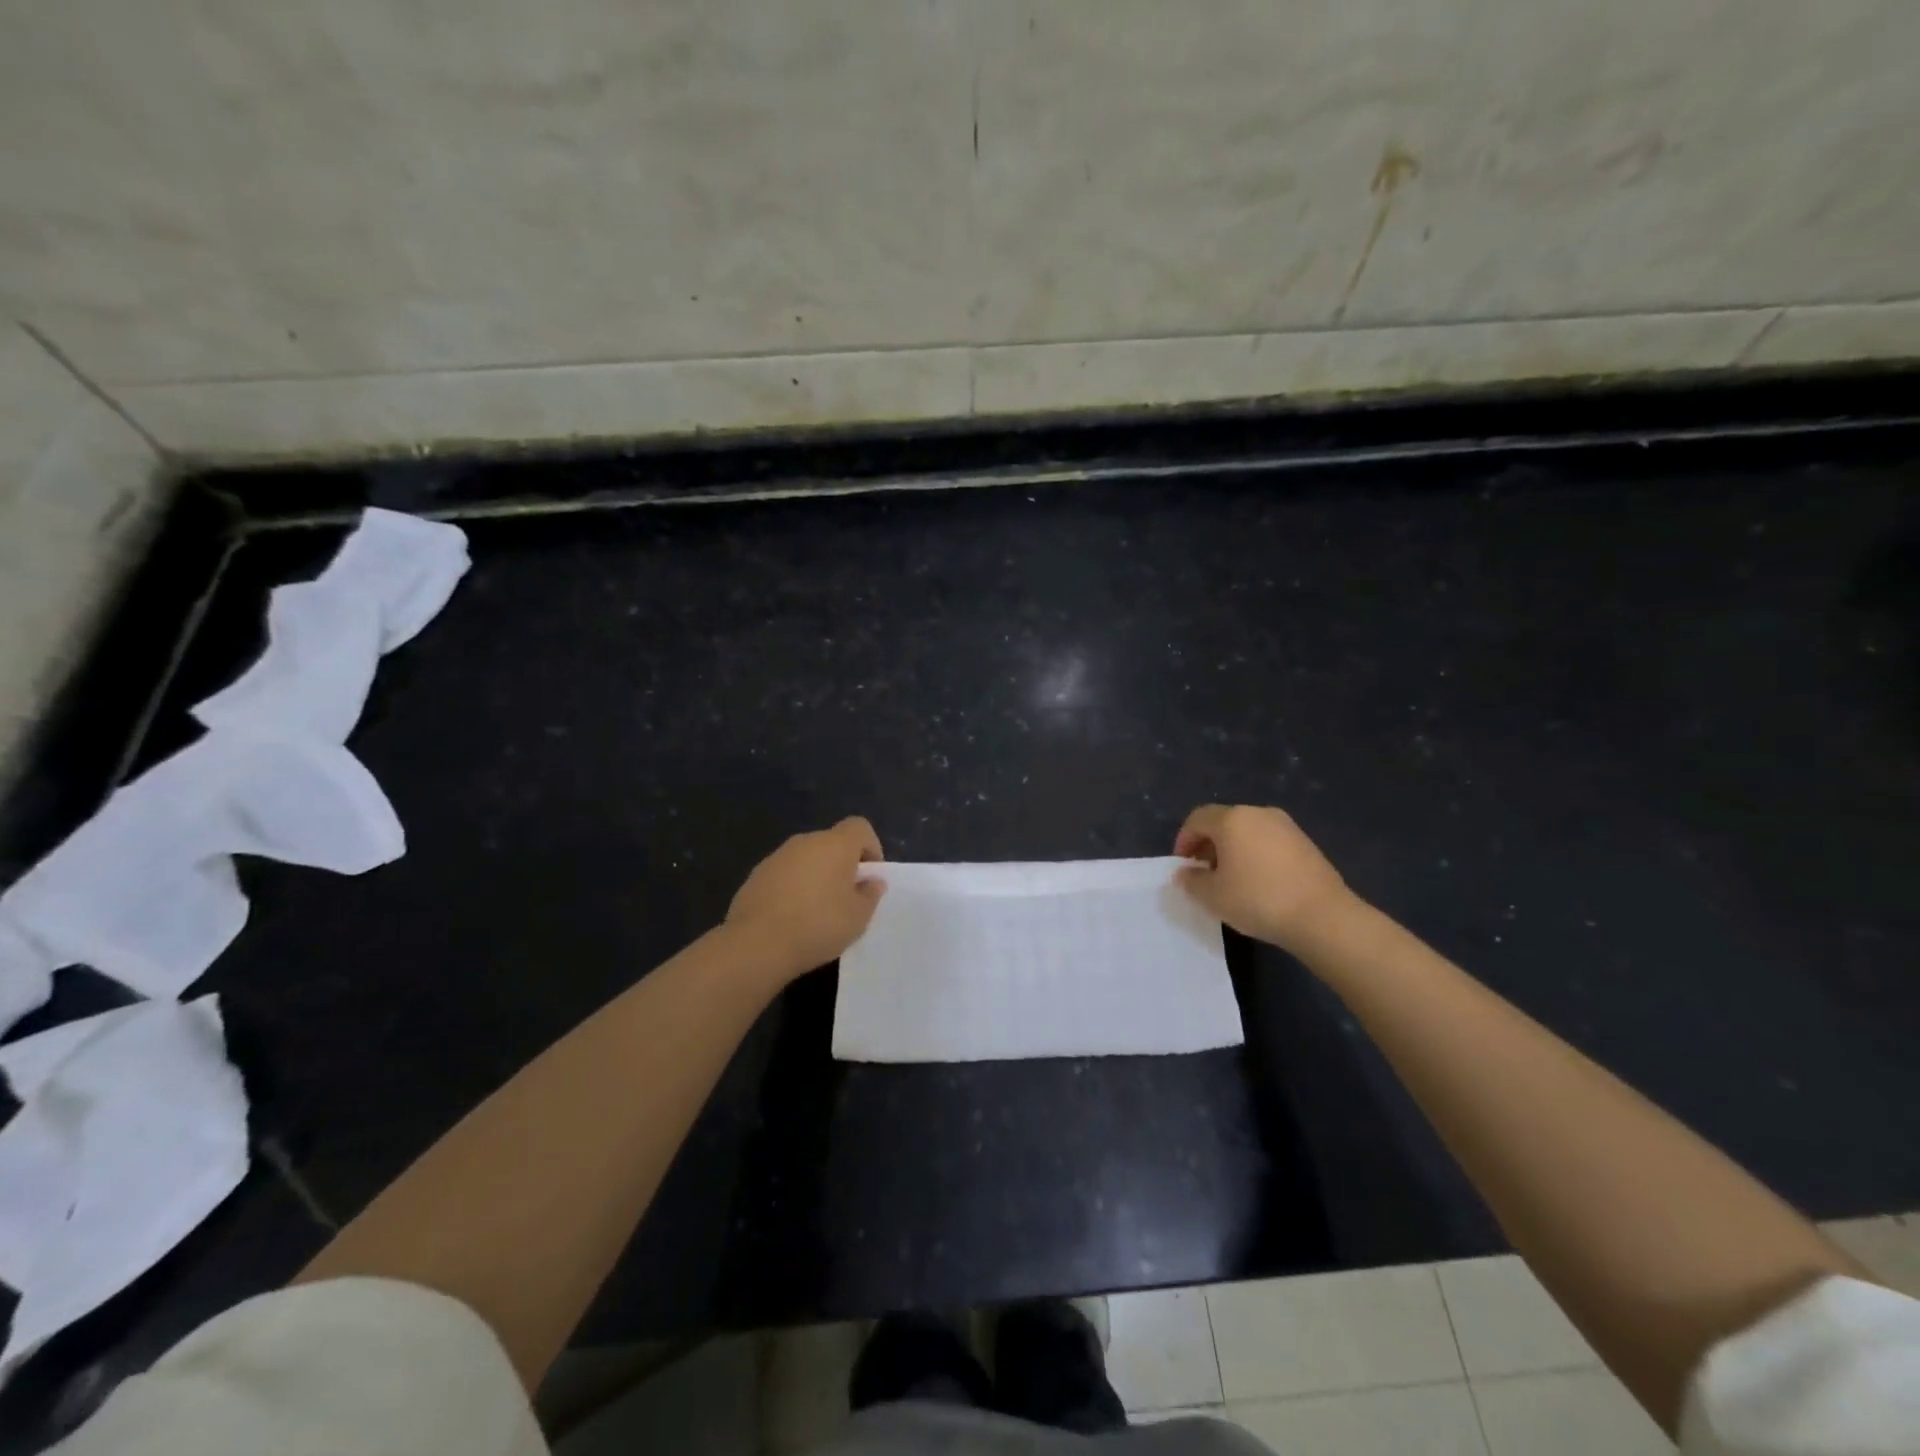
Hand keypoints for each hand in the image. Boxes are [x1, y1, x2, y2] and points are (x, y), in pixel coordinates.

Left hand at [726, 818, 885, 981]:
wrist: (757, 944)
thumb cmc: (818, 925)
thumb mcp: (858, 917)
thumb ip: (870, 894)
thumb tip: (872, 881)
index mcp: (835, 845)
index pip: (859, 827)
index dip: (870, 847)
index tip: (869, 876)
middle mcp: (806, 842)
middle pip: (832, 843)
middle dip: (842, 865)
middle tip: (846, 898)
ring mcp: (777, 856)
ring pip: (806, 859)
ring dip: (816, 876)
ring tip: (817, 911)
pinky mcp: (756, 875)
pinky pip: (785, 874)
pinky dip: (793, 888)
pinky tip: (790, 917)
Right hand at [1174, 804, 1356, 951]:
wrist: (1323, 917)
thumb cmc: (1258, 900)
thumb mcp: (1212, 896)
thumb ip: (1191, 881)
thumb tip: (1185, 873)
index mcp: (1232, 819)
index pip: (1197, 819)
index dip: (1184, 841)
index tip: (1183, 867)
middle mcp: (1259, 813)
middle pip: (1223, 822)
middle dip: (1208, 845)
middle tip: (1204, 874)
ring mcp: (1286, 826)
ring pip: (1248, 831)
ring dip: (1233, 850)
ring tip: (1232, 881)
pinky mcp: (1306, 843)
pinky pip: (1269, 842)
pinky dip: (1256, 855)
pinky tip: (1260, 883)